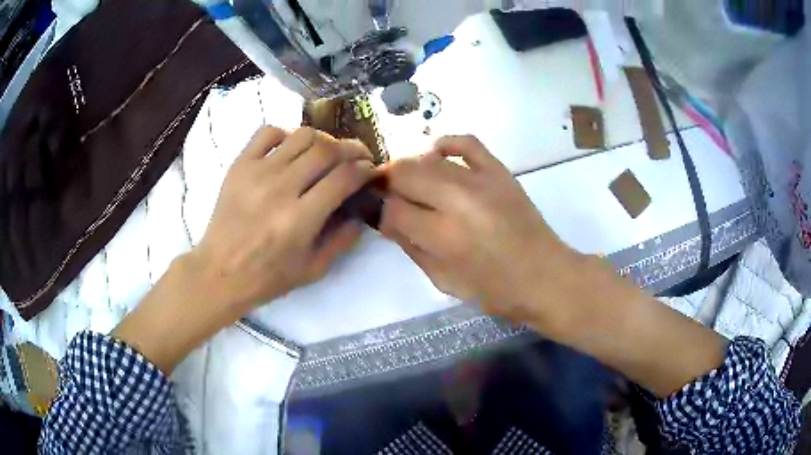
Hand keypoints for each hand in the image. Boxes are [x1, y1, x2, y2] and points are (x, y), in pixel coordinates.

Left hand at [114, 126, 374, 372]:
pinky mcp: (240, 165)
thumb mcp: (313, 270)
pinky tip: (292, 149)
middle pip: (327, 149)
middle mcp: (280, 188)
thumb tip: (360, 213)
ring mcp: (257, 172)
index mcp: (300, 218)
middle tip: (358, 156)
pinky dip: (287, 134)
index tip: (371, 171)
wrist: (219, 272)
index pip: (344, 177)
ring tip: (327, 152)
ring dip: (323, 139)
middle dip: (352, 149)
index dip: (365, 169)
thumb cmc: (267, 277)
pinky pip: (268, 132)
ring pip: (302, 135)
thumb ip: (342, 240)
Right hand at [381, 135, 725, 396]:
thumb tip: (387, 219)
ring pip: (427, 158)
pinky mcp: (500, 171)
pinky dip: (446, 144)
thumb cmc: (495, 290)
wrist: (546, 276)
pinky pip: (467, 143)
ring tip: (405, 180)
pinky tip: (436, 153)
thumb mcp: (444, 281)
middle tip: (382, 193)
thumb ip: (411, 247)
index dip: (376, 210)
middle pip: (403, 174)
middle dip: (385, 182)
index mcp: (444, 237)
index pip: (392, 211)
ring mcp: (481, 181)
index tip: (373, 212)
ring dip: (408, 167)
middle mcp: (458, 202)